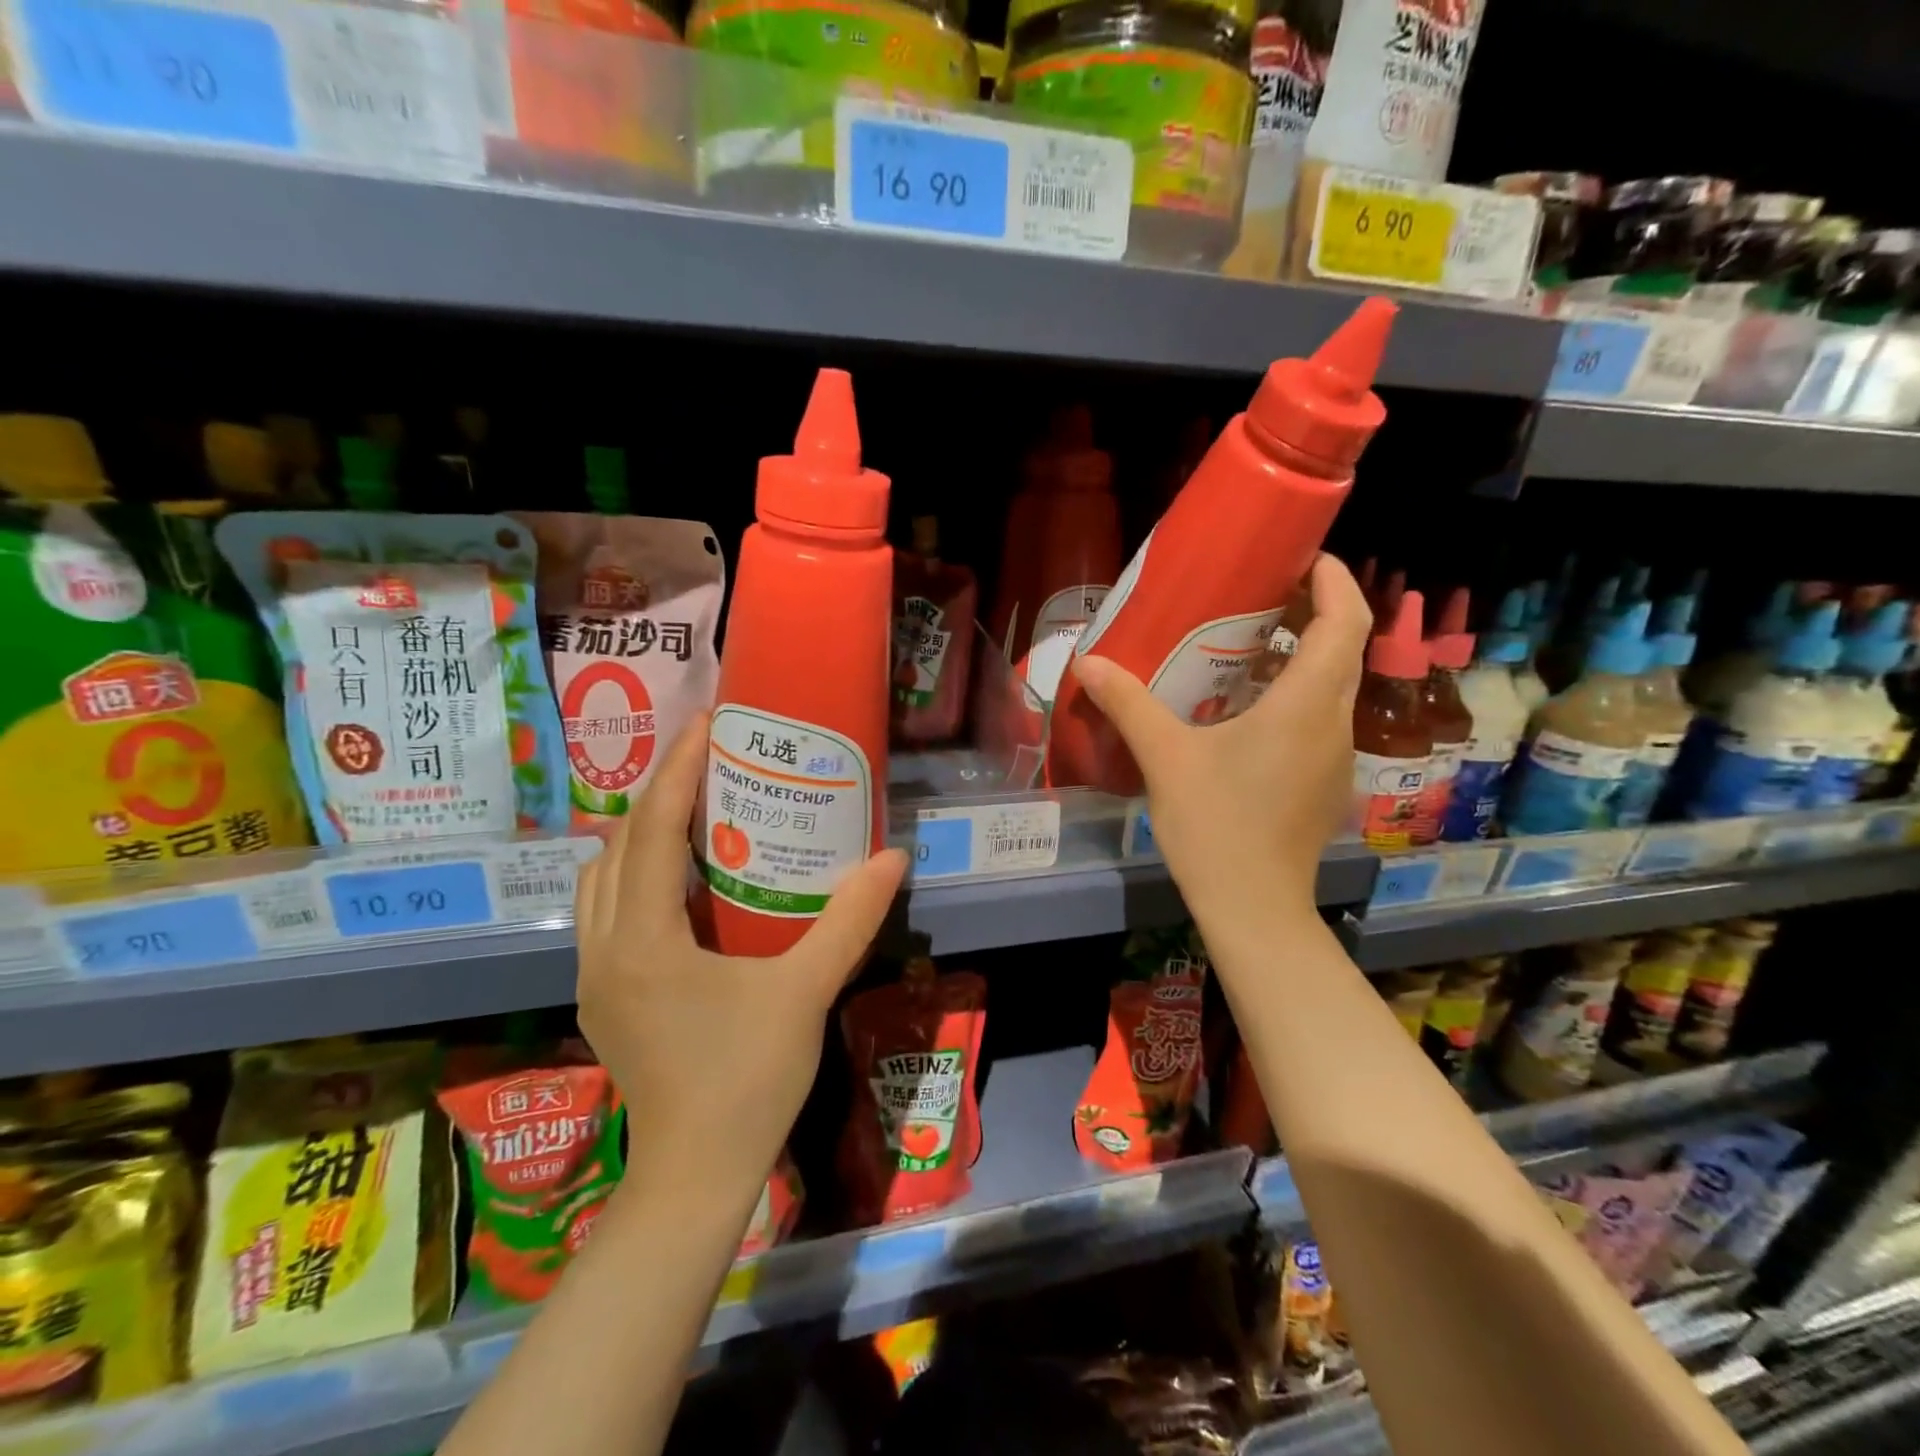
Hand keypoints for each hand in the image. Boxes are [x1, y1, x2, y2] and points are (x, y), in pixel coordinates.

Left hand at [574, 715, 907, 1199]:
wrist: (695, 1178)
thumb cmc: (747, 1082)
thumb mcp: (806, 993)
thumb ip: (849, 921)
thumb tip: (892, 859)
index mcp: (644, 941)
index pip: (650, 832)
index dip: (678, 771)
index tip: (708, 725)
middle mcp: (605, 949)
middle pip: (616, 845)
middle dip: (659, 792)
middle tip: (711, 760)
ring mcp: (596, 976)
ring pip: (601, 878)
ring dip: (640, 834)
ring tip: (695, 810)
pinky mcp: (604, 996)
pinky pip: (607, 910)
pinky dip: (636, 874)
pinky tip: (683, 881)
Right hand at [1070, 553, 1369, 927]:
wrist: (1253, 907)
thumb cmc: (1216, 825)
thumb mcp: (1164, 758)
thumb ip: (1128, 704)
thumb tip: (1087, 662)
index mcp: (1306, 705)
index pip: (1345, 621)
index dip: (1334, 580)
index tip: (1306, 557)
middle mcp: (1335, 723)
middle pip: (1344, 649)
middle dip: (1315, 612)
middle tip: (1264, 595)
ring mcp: (1336, 756)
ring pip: (1334, 686)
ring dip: (1305, 656)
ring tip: (1251, 646)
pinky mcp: (1325, 782)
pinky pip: (1321, 718)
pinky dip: (1298, 695)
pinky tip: (1249, 710)